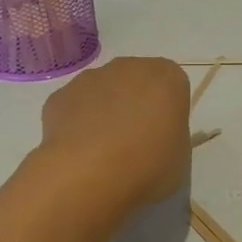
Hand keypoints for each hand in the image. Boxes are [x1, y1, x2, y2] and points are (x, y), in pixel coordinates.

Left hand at [37, 56, 190, 217]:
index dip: (168, 113)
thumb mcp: (181, 158)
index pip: (174, 87)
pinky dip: (77, 123)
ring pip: (103, 91)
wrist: (88, 175)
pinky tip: (79, 152)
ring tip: (103, 152)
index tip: (163, 138)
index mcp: (167, 77)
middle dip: (136, 105)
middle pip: (137, 82)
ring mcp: (91, 78)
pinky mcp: (60, 95)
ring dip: (105, 112)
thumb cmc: (148, 166)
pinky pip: (75, 106)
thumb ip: (172, 137)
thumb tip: (156, 137)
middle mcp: (129, 67)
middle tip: (135, 144)